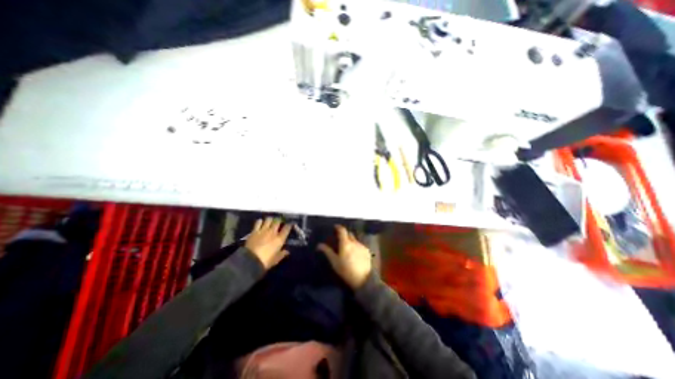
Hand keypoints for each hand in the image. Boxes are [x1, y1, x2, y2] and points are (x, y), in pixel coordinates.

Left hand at [246, 218, 292, 270]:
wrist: (250, 261)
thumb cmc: (266, 261)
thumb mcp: (276, 259)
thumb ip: (282, 254)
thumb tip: (287, 251)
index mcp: (280, 239)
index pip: (287, 228)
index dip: (289, 225)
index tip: (290, 224)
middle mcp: (273, 232)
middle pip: (278, 221)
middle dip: (279, 221)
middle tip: (279, 222)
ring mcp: (263, 230)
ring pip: (269, 219)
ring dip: (270, 220)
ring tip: (270, 221)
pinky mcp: (254, 231)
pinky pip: (258, 222)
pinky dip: (260, 221)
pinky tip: (261, 223)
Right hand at [319, 225, 371, 289]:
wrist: (363, 279)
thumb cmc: (346, 271)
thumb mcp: (334, 262)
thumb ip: (327, 252)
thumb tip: (319, 245)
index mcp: (345, 243)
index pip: (342, 230)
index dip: (338, 227)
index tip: (335, 227)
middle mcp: (354, 242)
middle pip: (349, 234)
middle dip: (344, 234)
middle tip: (340, 239)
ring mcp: (362, 246)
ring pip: (355, 240)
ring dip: (350, 241)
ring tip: (347, 248)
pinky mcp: (367, 251)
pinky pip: (360, 245)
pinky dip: (356, 246)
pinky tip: (355, 254)